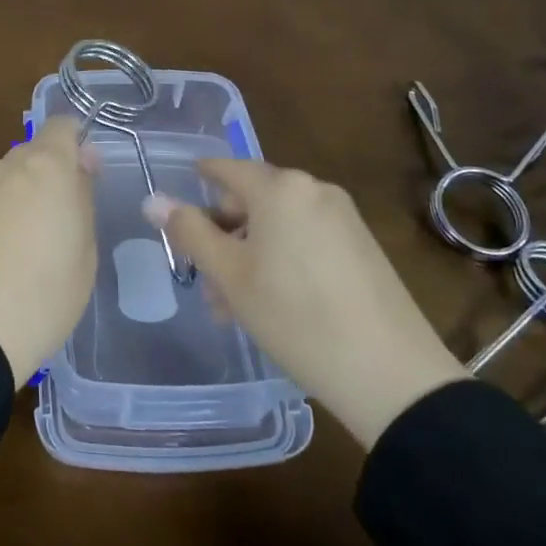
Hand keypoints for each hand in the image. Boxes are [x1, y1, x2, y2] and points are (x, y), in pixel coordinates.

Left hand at [0, 118, 98, 389]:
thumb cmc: (47, 292)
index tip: (88, 175)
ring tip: (32, 242)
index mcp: (47, 166)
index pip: (63, 125)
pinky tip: (4, 253)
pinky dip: (1, 212)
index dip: (78, 142)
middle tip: (66, 217)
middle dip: (52, 172)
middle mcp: (9, 166)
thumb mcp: (86, 249)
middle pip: (35, 151)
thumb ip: (83, 198)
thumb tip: (80, 166)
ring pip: (11, 176)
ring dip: (25, 193)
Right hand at [144, 160, 466, 448]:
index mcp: (279, 187)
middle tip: (208, 283)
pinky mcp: (363, 245)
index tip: (178, 205)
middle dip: (224, 235)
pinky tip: (277, 303)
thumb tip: (152, 200)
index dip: (197, 181)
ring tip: (238, 306)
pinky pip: (308, 238)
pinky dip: (283, 258)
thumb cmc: (296, 317)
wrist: (393, 376)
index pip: (224, 169)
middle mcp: (313, 189)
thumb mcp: (231, 276)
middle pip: (252, 199)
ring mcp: (344, 216)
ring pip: (279, 223)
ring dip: (251, 253)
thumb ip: (189, 232)